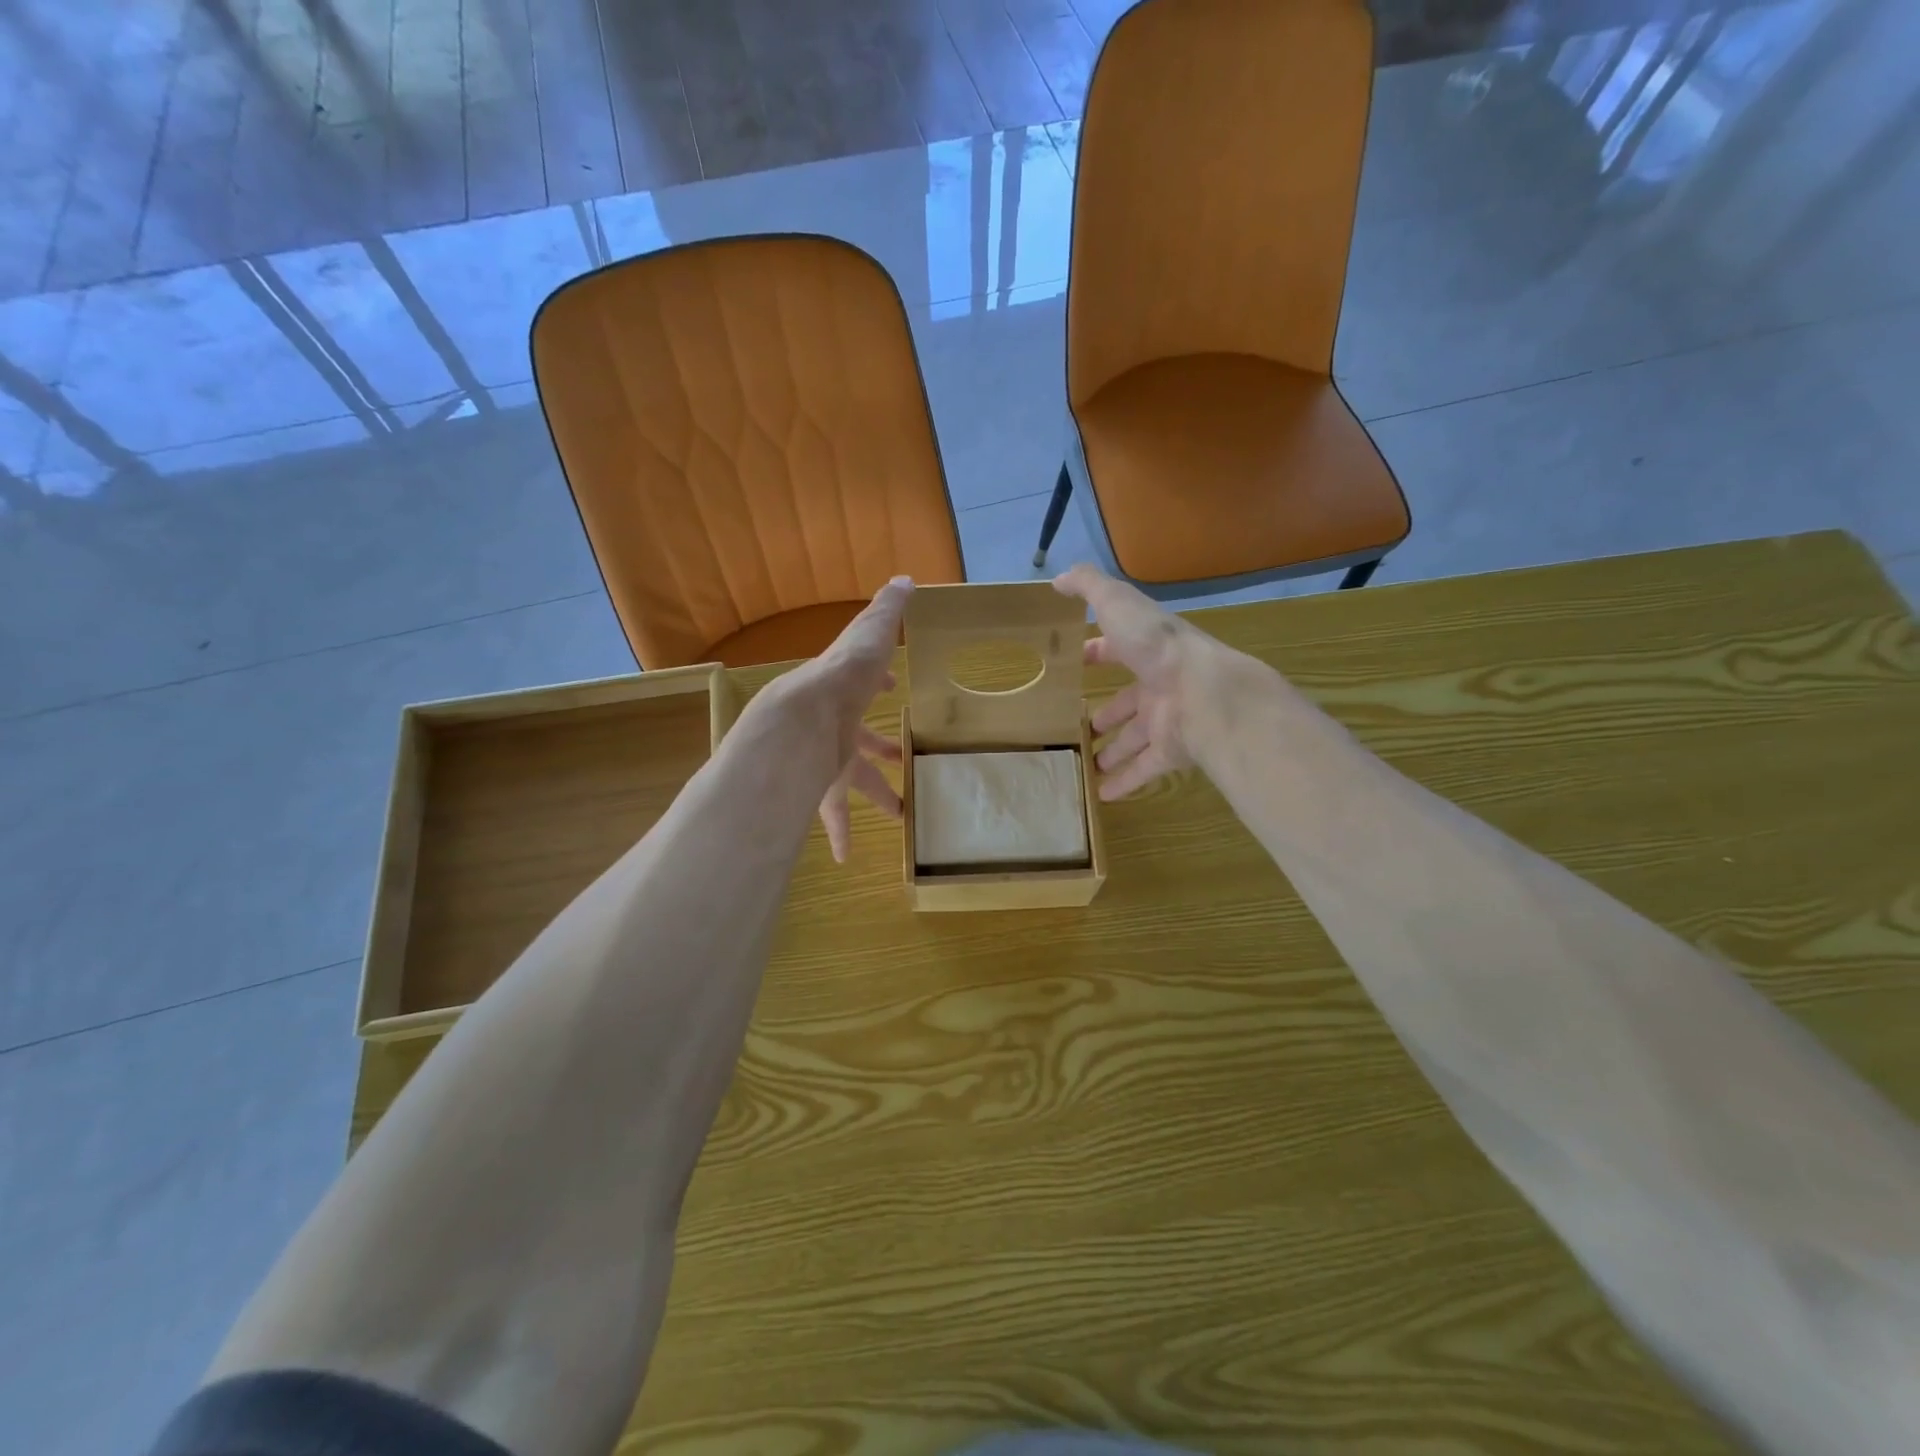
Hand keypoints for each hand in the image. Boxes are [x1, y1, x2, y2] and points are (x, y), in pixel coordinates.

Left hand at [781, 577, 912, 861]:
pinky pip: (833, 818)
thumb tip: (905, 579)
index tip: (892, 689)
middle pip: (860, 741)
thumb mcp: (870, 636)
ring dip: (876, 797)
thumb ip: (886, 611)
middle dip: (880, 750)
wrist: (801, 720)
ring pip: (852, 784)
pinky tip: (845, 857)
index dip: (879, 684)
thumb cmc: (844, 678)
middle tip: (900, 760)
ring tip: (899, 816)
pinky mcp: (821, 790)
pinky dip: (839, 836)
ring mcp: (827, 760)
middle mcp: (835, 727)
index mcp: (847, 693)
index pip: (865, 686)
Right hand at [1053, 563, 1220, 799]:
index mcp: (1147, 650)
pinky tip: (1102, 794)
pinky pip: (1145, 769)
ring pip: (1135, 738)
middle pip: (1129, 701)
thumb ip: (1088, 587)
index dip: (1097, 655)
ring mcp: (1167, 720)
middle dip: (1107, 712)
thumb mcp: (1117, 604)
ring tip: (1089, 763)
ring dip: (1114, 749)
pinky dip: (1125, 781)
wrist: (1202, 691)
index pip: (1118, 650)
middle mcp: (1158, 684)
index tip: (1076, 665)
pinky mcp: (1171, 751)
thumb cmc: (1155, 646)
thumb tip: (1058, 577)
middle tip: (1084, 726)